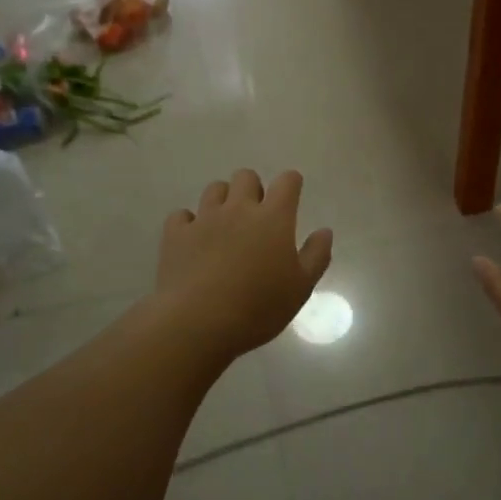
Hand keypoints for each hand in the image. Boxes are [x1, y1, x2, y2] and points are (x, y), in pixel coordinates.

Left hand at [156, 169, 333, 357]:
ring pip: (214, 189)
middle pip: (246, 177)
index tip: (292, 192)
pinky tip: (193, 239)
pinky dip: (189, 222)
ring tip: (225, 224)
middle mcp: (238, 209)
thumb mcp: (300, 287)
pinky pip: (182, 215)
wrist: (198, 322)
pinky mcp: (176, 234)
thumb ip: (316, 255)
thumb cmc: (258, 307)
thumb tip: (324, 231)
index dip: (291, 183)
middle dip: (253, 188)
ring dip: (223, 200)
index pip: (287, 182)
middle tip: (256, 214)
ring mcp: (204, 219)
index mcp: (273, 218)